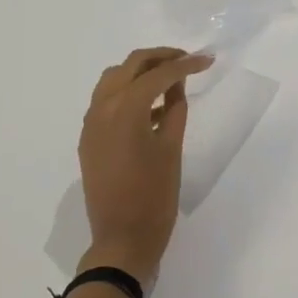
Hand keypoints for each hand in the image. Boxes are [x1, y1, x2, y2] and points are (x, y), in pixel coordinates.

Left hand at [77, 47, 212, 283]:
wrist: (122, 239)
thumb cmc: (155, 195)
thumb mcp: (172, 148)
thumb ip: (175, 109)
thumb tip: (177, 85)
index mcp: (125, 110)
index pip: (158, 74)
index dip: (185, 64)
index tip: (208, 60)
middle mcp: (102, 109)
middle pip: (131, 66)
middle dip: (160, 58)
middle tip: (188, 61)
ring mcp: (91, 124)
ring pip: (114, 79)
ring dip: (141, 72)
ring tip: (170, 80)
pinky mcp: (89, 138)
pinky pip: (106, 101)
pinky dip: (128, 93)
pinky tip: (154, 107)